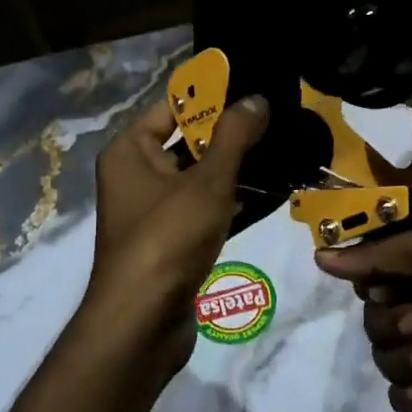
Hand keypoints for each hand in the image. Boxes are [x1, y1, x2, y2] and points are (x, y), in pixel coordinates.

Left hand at [85, 93, 269, 374]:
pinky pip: (204, 210)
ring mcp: (153, 212)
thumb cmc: (168, 238)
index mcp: (130, 152)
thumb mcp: (206, 181)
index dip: (212, 97)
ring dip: (236, 170)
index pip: (172, 108)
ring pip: (199, 179)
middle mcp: (136, 176)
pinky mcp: (171, 241)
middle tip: (278, 120)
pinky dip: (231, 202)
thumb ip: (234, 137)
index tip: (253, 90)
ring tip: (282, 152)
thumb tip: (256, 98)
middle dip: (231, 135)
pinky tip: (268, 195)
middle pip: (188, 143)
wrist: (144, 321)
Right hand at [315, 225, 411, 411]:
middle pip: (375, 314)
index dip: (373, 280)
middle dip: (391, 323)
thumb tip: (323, 257)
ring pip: (384, 355)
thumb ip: (383, 252)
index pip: (379, 269)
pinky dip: (410, 394)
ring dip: (404, 359)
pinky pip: (400, 394)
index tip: (383, 287)